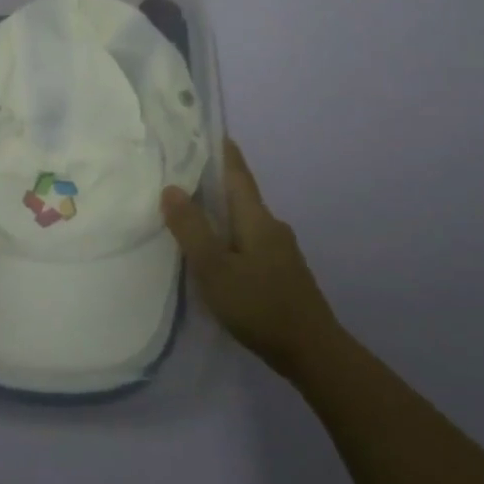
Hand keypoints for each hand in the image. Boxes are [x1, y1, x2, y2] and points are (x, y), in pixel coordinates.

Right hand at [162, 139, 336, 380]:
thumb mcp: (214, 268)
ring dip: (222, 214)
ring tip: (194, 214)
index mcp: (256, 219)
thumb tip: (171, 188)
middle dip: (216, 184)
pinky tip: (217, 255)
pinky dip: (231, 238)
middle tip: (185, 174)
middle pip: (241, 197)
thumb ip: (191, 228)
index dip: (225, 153)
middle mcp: (273, 228)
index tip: (213, 131)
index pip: (238, 175)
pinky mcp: (283, 274)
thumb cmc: (259, 305)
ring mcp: (282, 252)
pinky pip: (251, 243)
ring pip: (246, 222)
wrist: (313, 352)